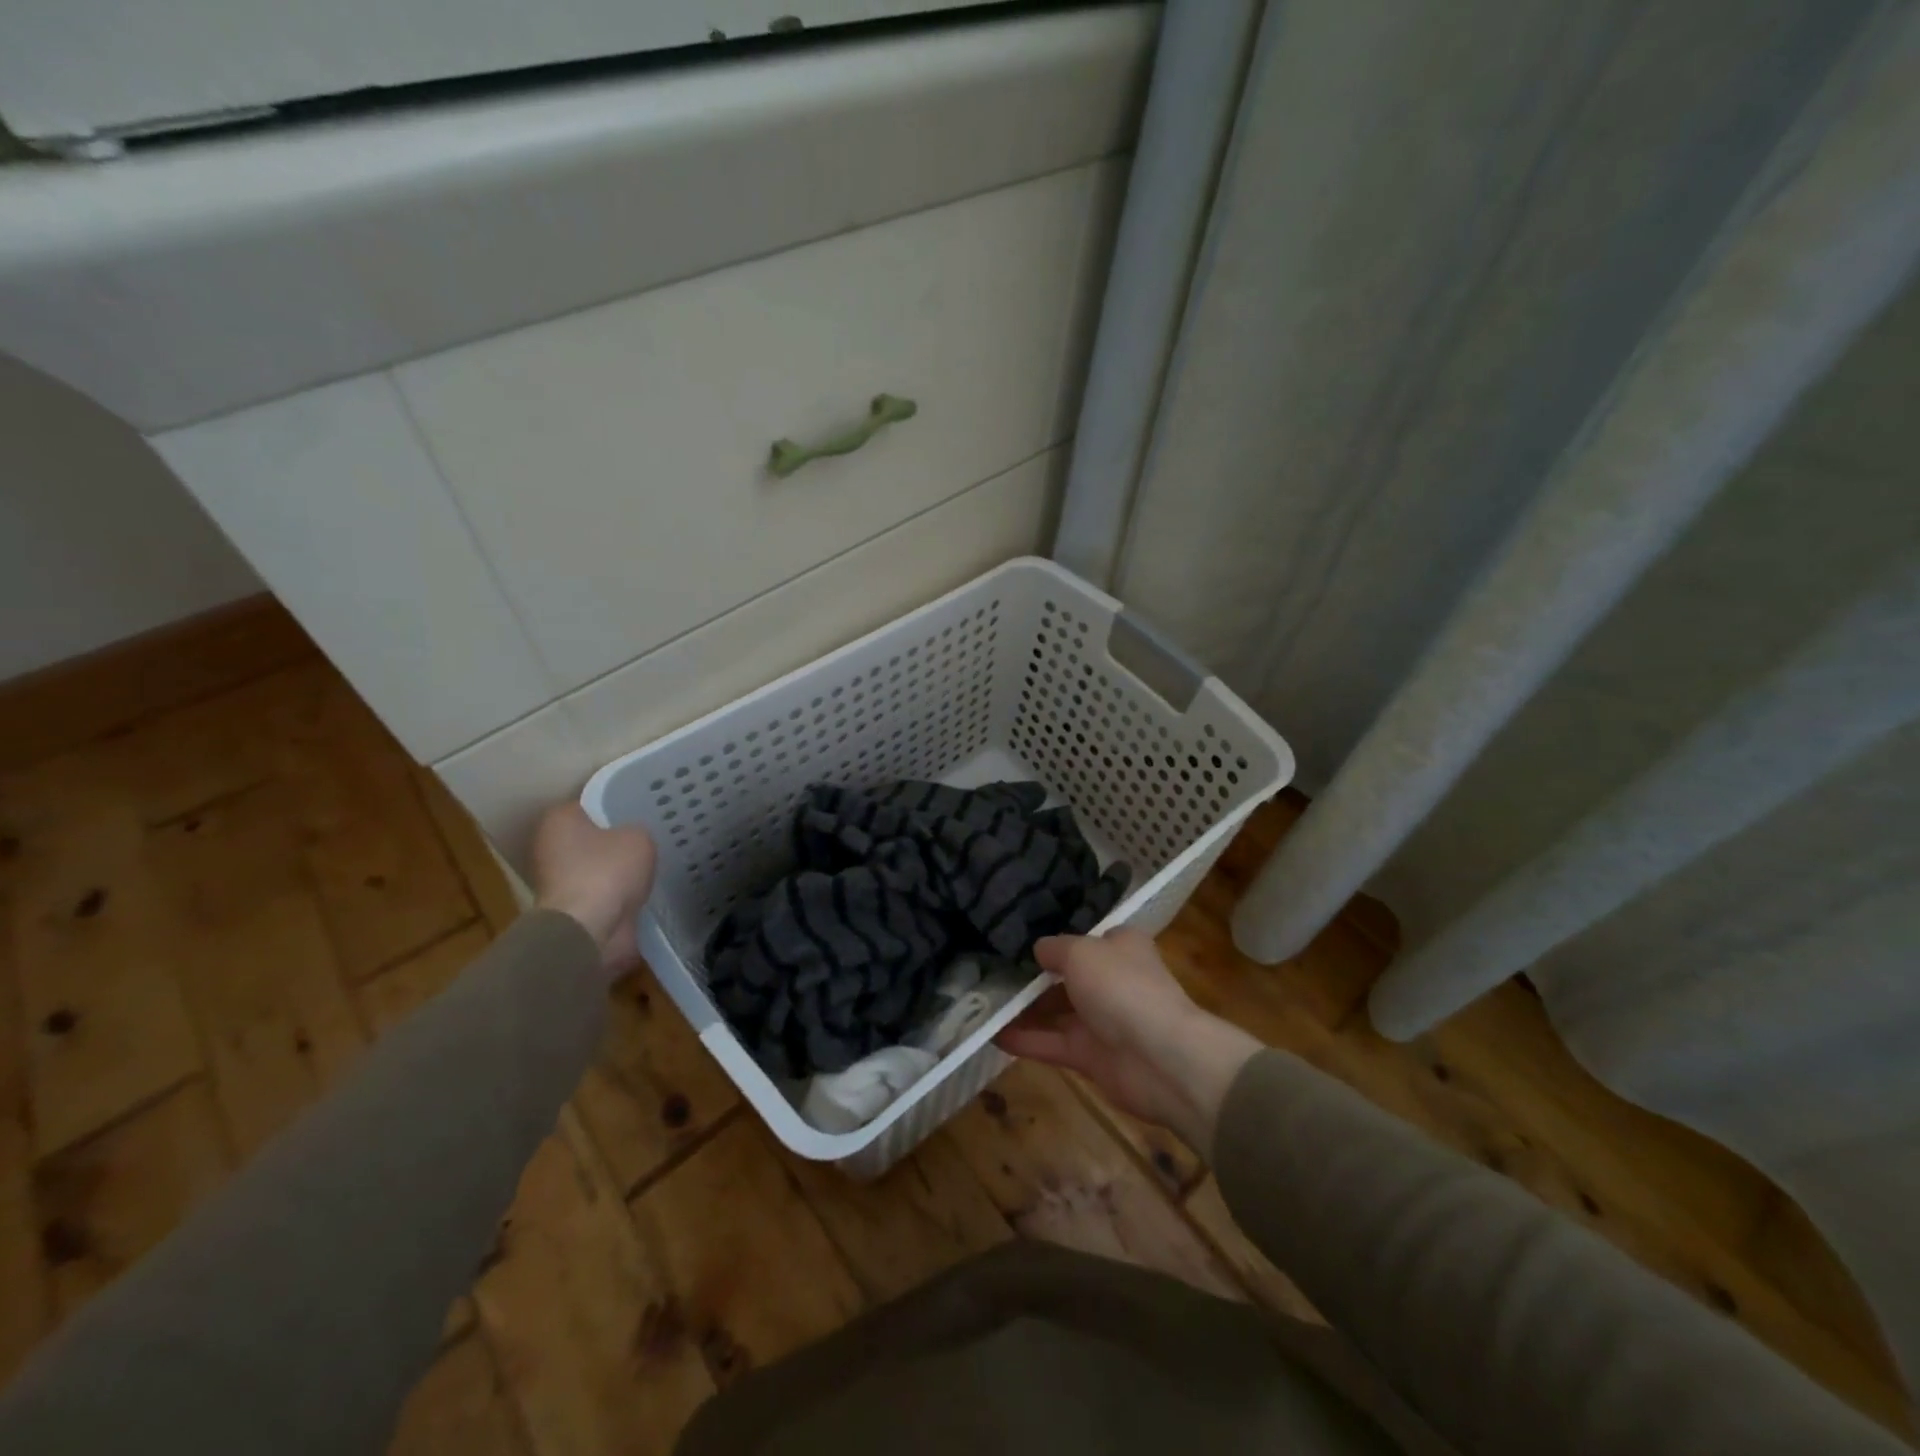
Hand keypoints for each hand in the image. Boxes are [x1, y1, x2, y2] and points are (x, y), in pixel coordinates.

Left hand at [530, 803, 657, 974]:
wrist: (588, 930)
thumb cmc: (607, 872)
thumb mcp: (639, 837)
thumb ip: (637, 832)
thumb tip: (633, 841)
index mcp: (559, 820)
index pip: (590, 804)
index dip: (616, 806)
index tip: (640, 810)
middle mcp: (551, 848)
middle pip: (591, 837)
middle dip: (616, 840)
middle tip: (649, 837)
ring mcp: (558, 882)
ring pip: (597, 867)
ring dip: (618, 870)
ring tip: (652, 865)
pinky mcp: (572, 910)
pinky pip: (603, 894)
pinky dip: (619, 895)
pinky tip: (645, 891)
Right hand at [996, 929, 1261, 1157]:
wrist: (1162, 1059)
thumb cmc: (1123, 988)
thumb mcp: (1081, 952)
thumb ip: (1055, 948)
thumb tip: (1038, 950)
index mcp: (1121, 947)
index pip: (1086, 939)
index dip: (1056, 940)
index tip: (1018, 940)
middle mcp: (1112, 980)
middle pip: (1067, 976)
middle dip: (1034, 976)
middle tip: (990, 971)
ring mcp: (1102, 1021)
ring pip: (1056, 1011)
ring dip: (1024, 1009)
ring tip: (982, 1002)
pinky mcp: (1091, 1057)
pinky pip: (1052, 1043)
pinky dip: (1025, 1039)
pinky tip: (992, 1033)